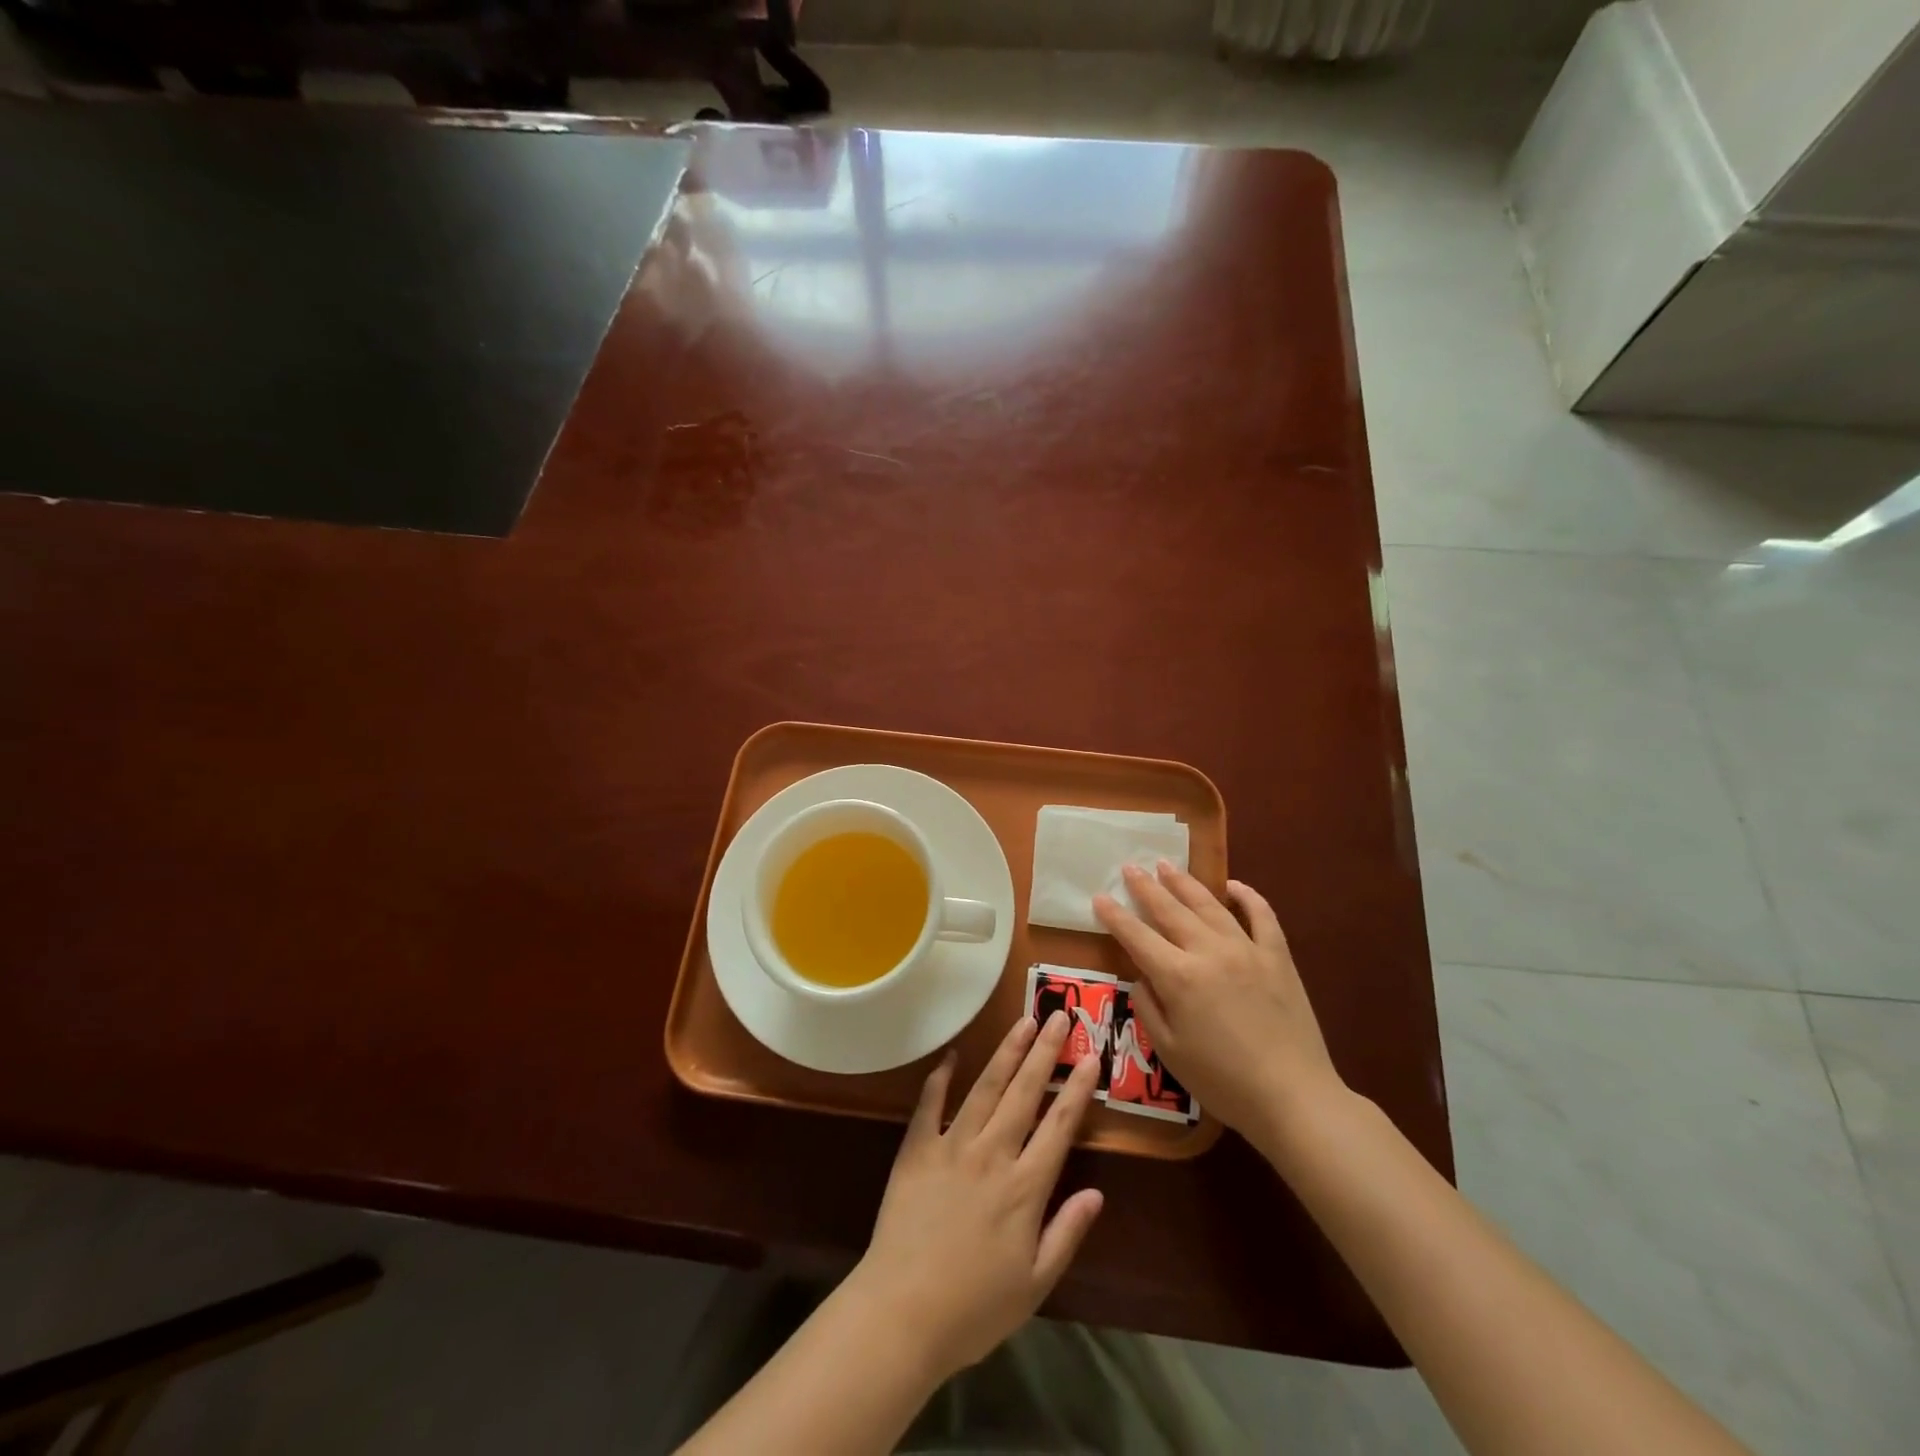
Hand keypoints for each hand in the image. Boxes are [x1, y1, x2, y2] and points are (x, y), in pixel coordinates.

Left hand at [848, 1013, 1104, 1381]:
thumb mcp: (1035, 1284)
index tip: (1090, 1054)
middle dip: (1045, 1052)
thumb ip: (1067, 1233)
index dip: (1077, 1088)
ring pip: (985, 1088)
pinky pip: (930, 1104)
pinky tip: (952, 1054)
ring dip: (1006, 1052)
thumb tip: (1097, 1193)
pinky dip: (941, 1077)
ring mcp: (951, 1147)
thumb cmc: (974, 1309)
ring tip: (1023, 1022)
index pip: (1059, 1125)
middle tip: (1059, 1015)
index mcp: (1025, 1188)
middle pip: (1024, 1093)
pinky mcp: (917, 1150)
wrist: (902, 1314)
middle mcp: (992, 1155)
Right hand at [1094, 863, 1344, 1145]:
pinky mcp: (1277, 956)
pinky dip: (1247, 896)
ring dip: (1184, 882)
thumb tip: (1141, 977)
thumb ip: (1148, 1007)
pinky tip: (1233, 886)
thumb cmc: (1223, 1082)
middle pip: (1169, 910)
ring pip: (1209, 904)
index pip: (1136, 936)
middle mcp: (1208, 951)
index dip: (1115, 916)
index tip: (1099, 896)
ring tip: (1166, 865)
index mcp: (1177, 977)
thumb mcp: (1169, 1051)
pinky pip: (1262, 916)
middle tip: (1130, 867)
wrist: (1294, 1098)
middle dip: (1145, 887)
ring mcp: (1246, 949)